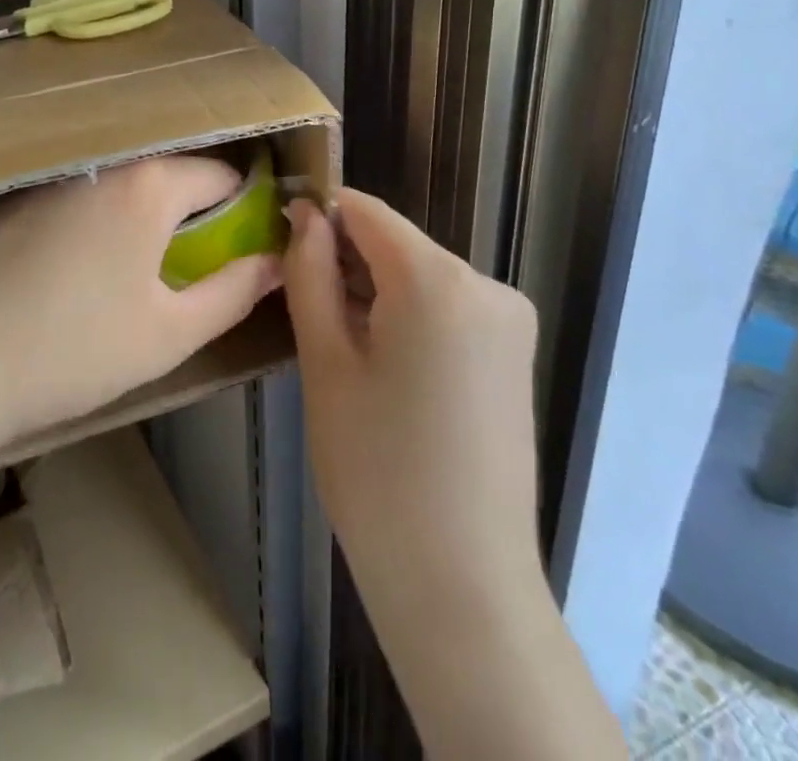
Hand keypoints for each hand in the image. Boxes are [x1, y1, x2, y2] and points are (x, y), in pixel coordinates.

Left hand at [0, 156, 283, 457]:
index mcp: (146, 184)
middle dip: (187, 211)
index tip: (240, 245)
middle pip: (165, 173)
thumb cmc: (68, 350)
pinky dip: (86, 220)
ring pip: (114, 184)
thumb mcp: (166, 334)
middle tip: (182, 266)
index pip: (220, 174)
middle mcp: (99, 161)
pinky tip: (62, 270)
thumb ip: (233, 292)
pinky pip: (69, 194)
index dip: (242, 209)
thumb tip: (276, 263)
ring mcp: (46, 173)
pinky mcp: (5, 194)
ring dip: (133, 215)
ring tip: (122, 271)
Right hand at [284, 191, 544, 634]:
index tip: (282, 241)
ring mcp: (509, 320)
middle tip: (304, 311)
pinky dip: (408, 316)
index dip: (320, 215)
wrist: (462, 585)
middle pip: (396, 244)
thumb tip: (305, 213)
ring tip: (340, 348)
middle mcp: (486, 284)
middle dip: (346, 261)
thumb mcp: (325, 362)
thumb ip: (310, 272)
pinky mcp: (515, 353)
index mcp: (438, 279)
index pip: (366, 211)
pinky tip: (384, 367)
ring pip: (420, 275)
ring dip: (374, 291)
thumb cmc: (376, 470)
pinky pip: (448, 307)